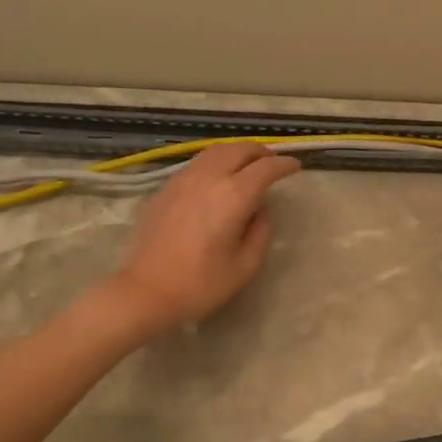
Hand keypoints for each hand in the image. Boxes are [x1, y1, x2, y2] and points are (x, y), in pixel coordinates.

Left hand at [103, 142, 301, 337]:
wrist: (146, 291)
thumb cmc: (201, 284)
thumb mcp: (246, 266)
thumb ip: (261, 231)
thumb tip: (261, 210)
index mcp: (233, 196)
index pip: (265, 168)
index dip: (284, 164)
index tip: (295, 166)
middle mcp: (208, 178)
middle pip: (239, 150)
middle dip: (260, 152)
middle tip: (273, 162)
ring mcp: (183, 180)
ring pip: (215, 151)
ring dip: (236, 153)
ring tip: (247, 165)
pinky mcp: (166, 188)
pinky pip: (197, 163)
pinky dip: (216, 162)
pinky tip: (218, 179)